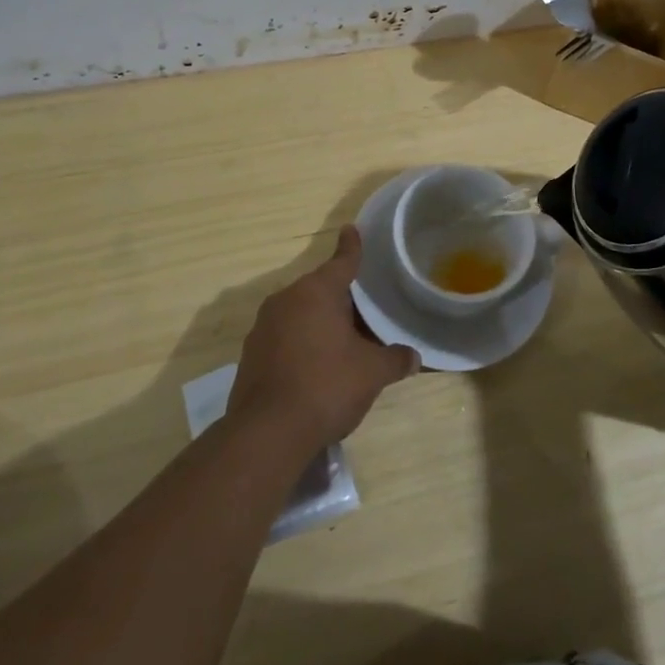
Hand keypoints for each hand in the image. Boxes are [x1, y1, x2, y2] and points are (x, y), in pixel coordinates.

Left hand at [228, 225, 419, 451]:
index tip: (351, 229)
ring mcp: (262, 328)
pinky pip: (284, 338)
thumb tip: (415, 356)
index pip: (341, 262)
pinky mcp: (250, 357)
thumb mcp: (372, 372)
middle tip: (365, 309)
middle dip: (341, 298)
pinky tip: (316, 368)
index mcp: (316, 292)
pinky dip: (301, 344)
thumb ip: (395, 359)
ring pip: (300, 314)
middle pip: (320, 290)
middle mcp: (286, 300)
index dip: (351, 247)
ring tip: (343, 342)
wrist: (267, 434)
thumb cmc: (326, 386)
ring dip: (320, 323)